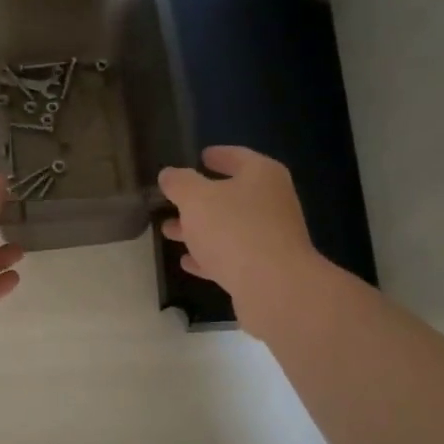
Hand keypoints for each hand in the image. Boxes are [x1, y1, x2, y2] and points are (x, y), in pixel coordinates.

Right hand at [159, 147, 321, 336]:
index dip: (217, 155)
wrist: (274, 288)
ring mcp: (271, 237)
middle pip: (232, 194)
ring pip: (229, 227)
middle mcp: (272, 202)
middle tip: (173, 199)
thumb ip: (179, 183)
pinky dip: (209, 256)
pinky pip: (232, 256)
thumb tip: (169, 175)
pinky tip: (188, 262)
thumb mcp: (196, 199)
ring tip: (169, 231)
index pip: (237, 156)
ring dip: (200, 229)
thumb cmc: (234, 230)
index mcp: (262, 175)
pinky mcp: (265, 268)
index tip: (199, 156)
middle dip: (200, 198)